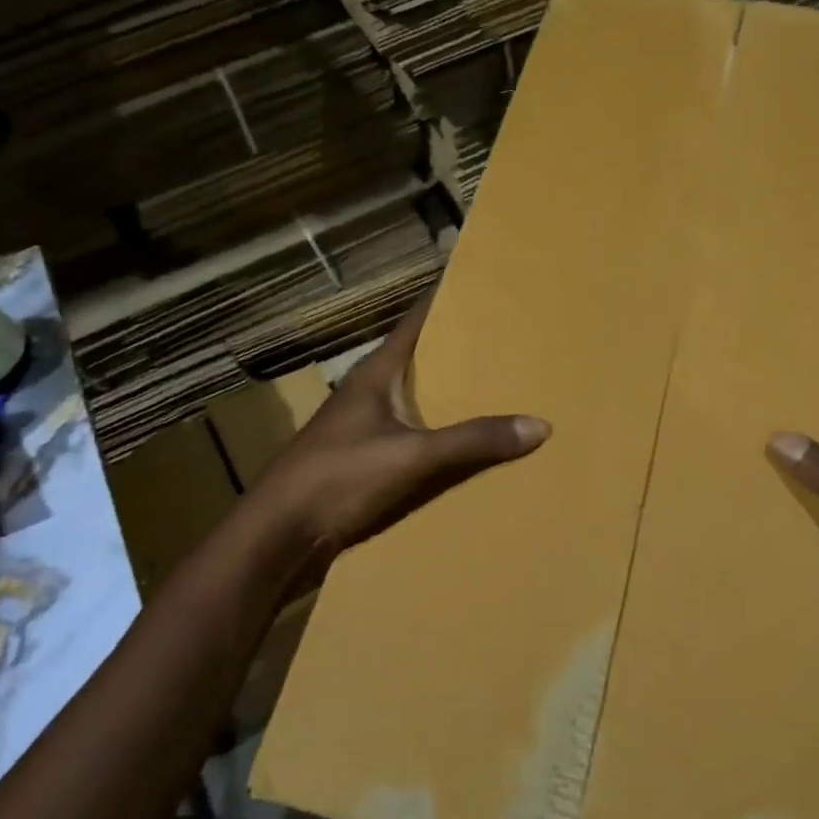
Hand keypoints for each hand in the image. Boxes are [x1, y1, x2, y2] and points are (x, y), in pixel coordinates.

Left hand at [246, 299, 550, 563]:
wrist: (279, 534)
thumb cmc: (338, 478)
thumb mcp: (412, 456)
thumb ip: (472, 441)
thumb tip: (539, 424)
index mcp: (377, 373)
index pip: (416, 321)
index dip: (446, 300)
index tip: (483, 285)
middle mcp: (371, 391)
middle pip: (421, 359)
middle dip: (461, 349)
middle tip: (509, 339)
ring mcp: (365, 425)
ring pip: (418, 398)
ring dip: (451, 393)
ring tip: (500, 387)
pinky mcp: (364, 458)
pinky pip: (413, 433)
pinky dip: (440, 431)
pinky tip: (467, 443)